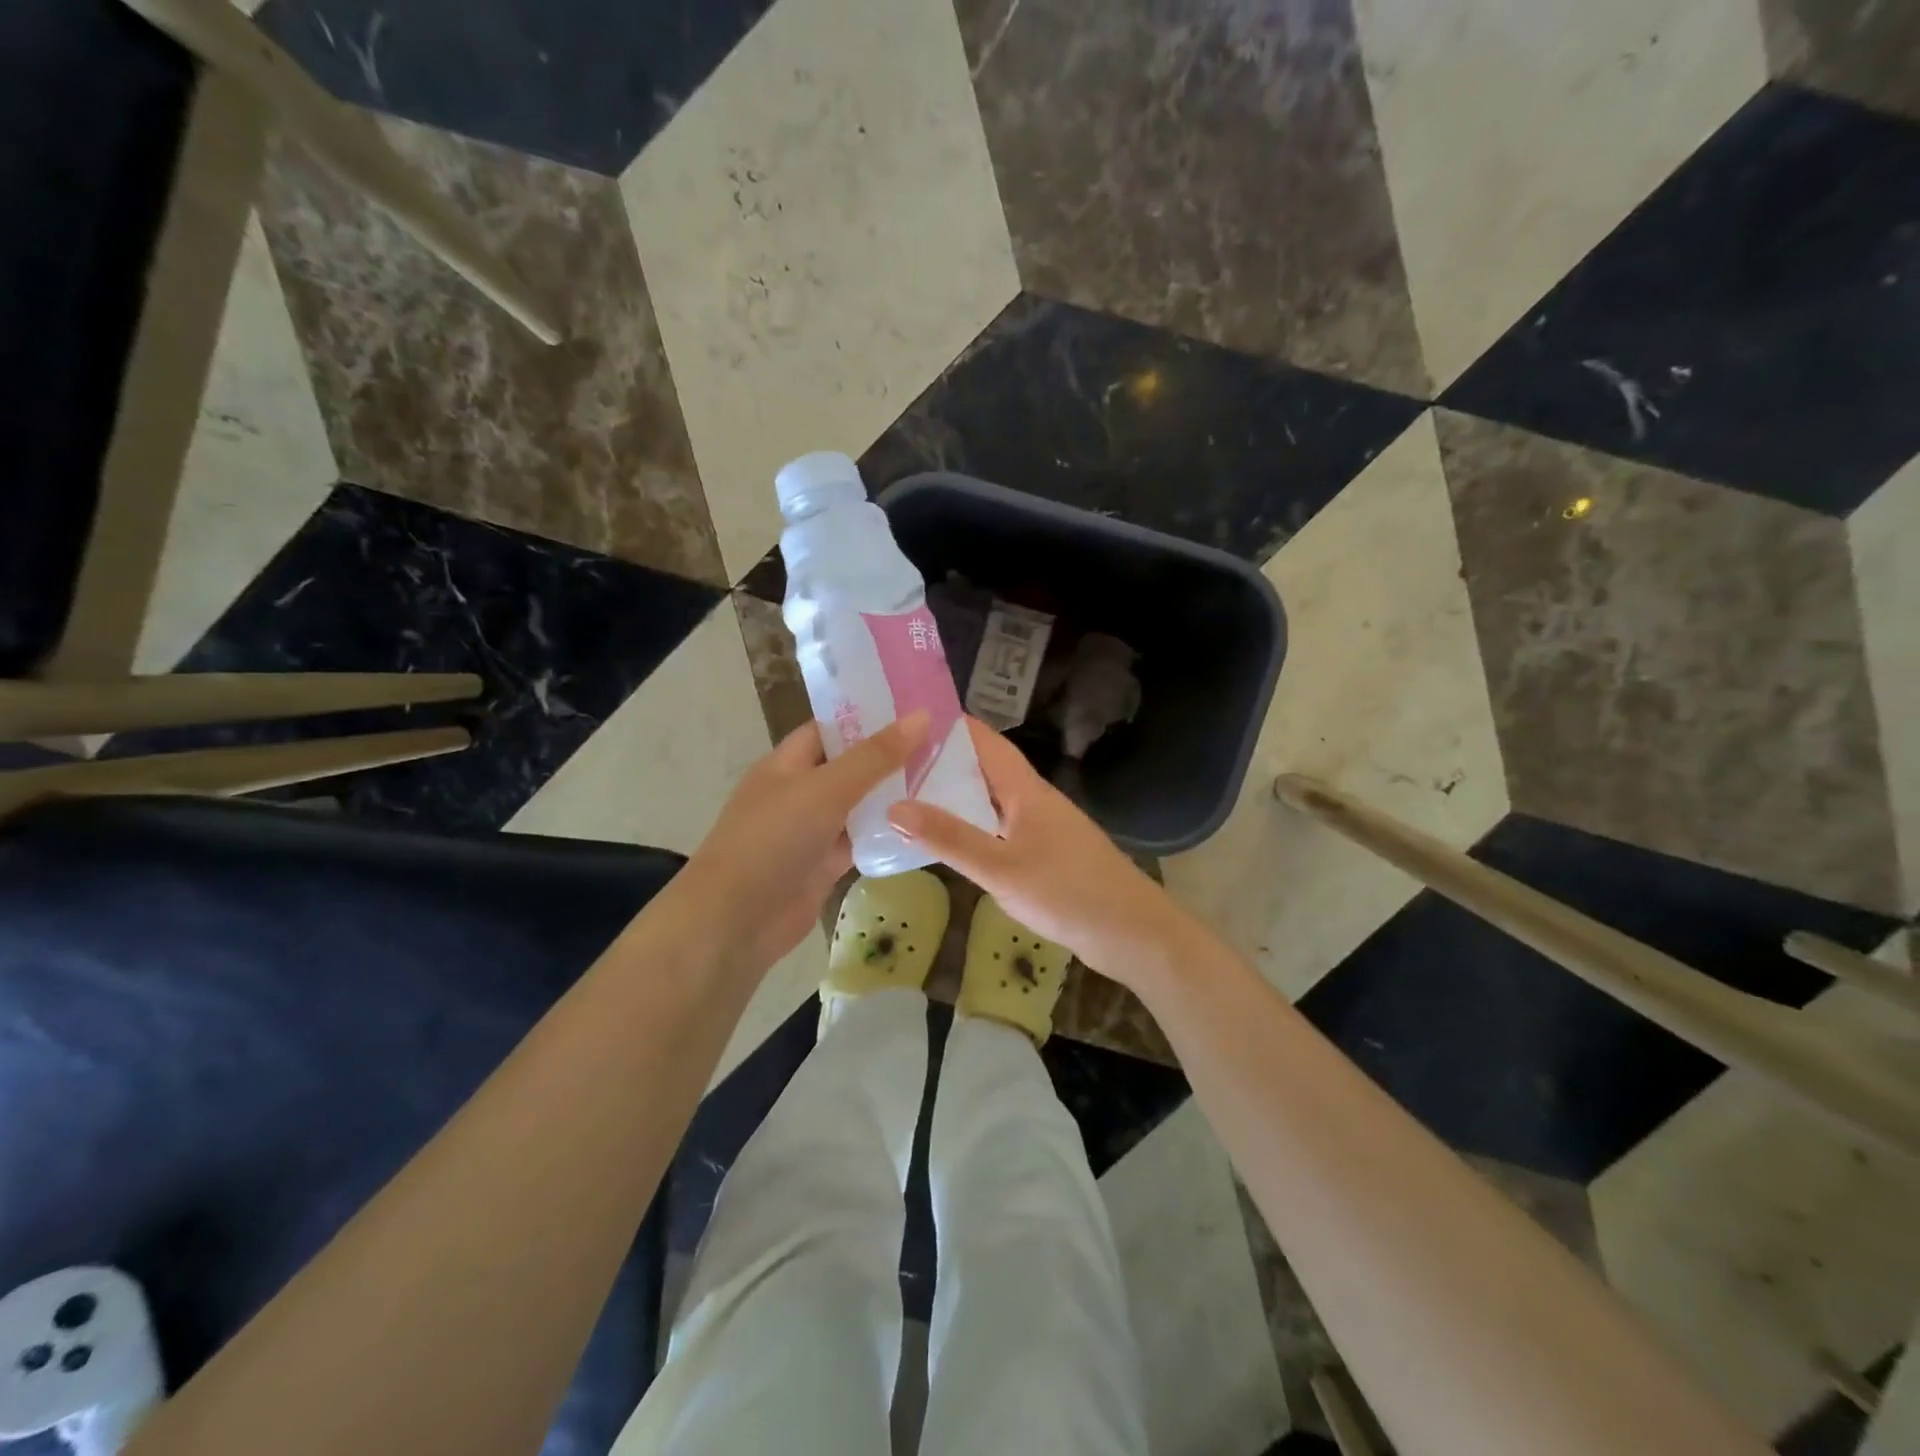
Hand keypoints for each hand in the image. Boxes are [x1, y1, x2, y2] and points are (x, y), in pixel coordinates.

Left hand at [675, 714, 928, 975]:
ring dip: (892, 797)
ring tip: (945, 779)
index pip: (830, 728)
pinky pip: (860, 842)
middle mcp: (799, 792)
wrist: (736, 921)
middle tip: (943, 744)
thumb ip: (875, 756)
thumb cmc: (774, 839)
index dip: (868, 717)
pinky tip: (925, 826)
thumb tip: (921, 716)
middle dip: (890, 757)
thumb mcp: (826, 788)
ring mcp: (811, 831)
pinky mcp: (824, 866)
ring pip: (859, 806)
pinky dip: (886, 835)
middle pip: (850, 767)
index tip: (915, 710)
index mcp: (787, 763)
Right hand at [887, 718, 1195, 991]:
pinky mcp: (1044, 853)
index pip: (983, 739)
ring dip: (954, 796)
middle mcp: (1032, 799)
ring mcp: (1041, 827)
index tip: (904, 719)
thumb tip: (895, 806)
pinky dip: (971, 827)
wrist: (1131, 933)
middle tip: (891, 764)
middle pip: (983, 768)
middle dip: (941, 762)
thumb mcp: (1000, 867)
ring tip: (905, 796)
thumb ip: (949, 839)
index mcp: (1025, 788)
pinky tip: (947, 842)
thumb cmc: (1067, 892)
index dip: (947, 725)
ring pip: (990, 800)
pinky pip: (999, 828)